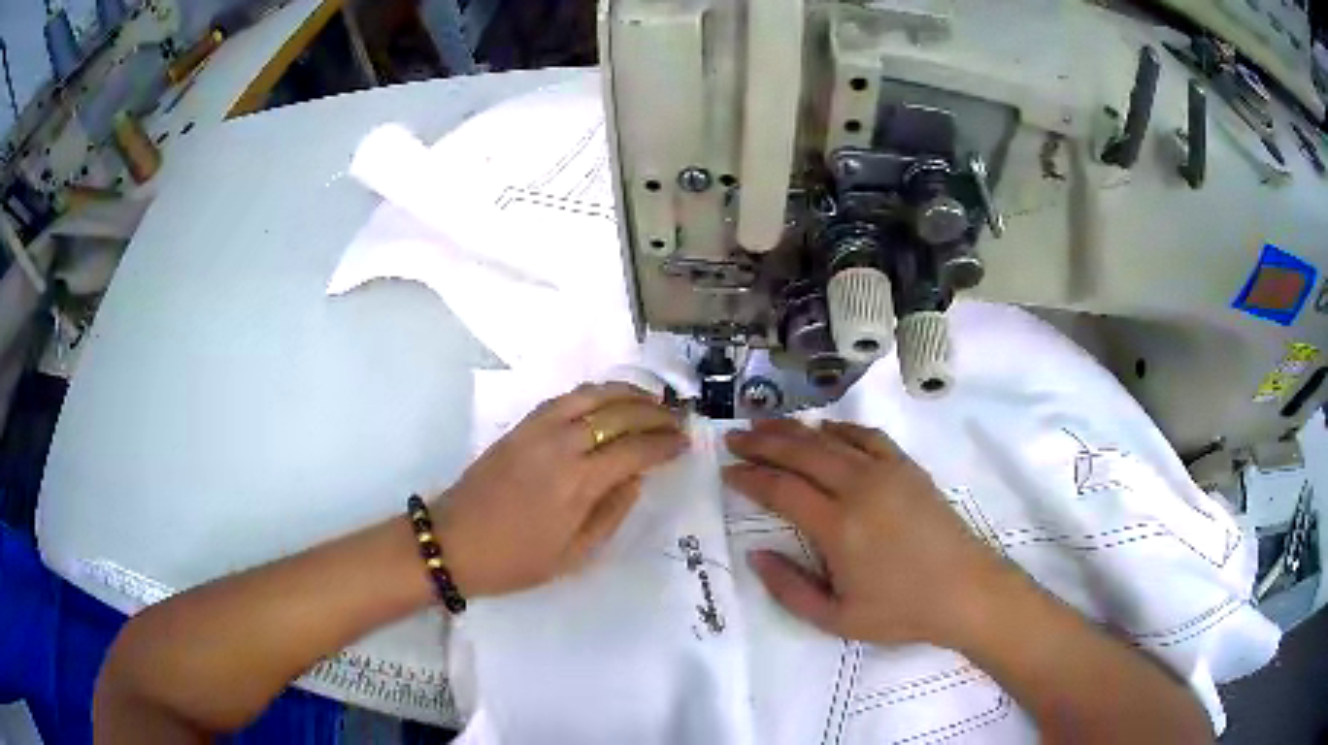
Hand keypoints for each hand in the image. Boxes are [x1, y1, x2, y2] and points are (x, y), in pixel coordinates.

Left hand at [435, 383, 687, 597]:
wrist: (453, 541)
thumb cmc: (515, 560)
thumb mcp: (573, 556)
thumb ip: (611, 513)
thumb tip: (637, 478)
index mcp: (578, 483)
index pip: (635, 449)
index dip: (665, 444)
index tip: (685, 444)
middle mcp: (561, 445)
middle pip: (619, 414)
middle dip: (655, 414)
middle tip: (677, 421)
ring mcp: (538, 429)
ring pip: (593, 394)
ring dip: (628, 393)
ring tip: (651, 401)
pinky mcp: (521, 425)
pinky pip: (565, 397)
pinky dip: (594, 392)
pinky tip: (608, 400)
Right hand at [723, 419, 1016, 648]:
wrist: (964, 590)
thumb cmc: (900, 611)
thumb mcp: (836, 619)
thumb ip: (789, 589)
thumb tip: (756, 554)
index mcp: (839, 527)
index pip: (782, 490)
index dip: (750, 478)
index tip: (728, 471)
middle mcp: (859, 488)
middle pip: (800, 453)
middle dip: (762, 443)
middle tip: (734, 437)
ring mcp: (887, 472)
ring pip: (830, 439)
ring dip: (793, 429)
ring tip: (766, 425)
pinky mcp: (908, 467)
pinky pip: (867, 437)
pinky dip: (840, 430)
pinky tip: (824, 430)